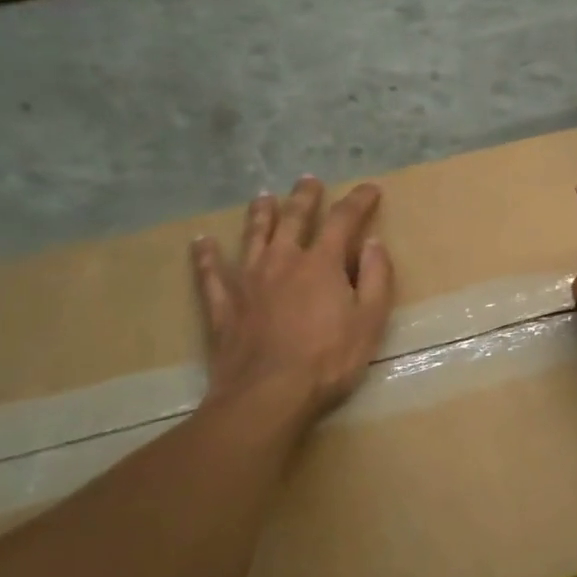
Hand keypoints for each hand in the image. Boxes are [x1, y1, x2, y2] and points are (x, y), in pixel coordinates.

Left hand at [191, 177, 395, 419]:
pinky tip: (201, 242)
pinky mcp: (223, 305)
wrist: (269, 395)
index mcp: (322, 264)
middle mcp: (283, 261)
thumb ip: (375, 278)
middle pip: (293, 218)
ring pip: (253, 236)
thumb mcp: (370, 321)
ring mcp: (248, 281)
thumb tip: (373, 243)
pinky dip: (206, 255)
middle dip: (304, 197)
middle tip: (308, 181)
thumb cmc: (329, 360)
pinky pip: (210, 273)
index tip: (370, 189)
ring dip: (260, 214)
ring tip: (263, 196)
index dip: (358, 201)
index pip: (343, 220)